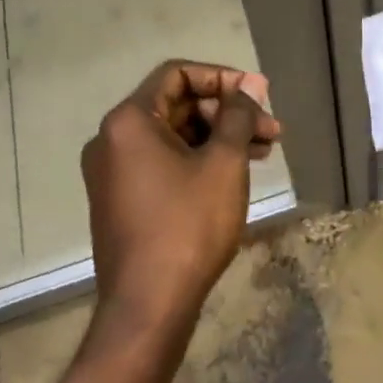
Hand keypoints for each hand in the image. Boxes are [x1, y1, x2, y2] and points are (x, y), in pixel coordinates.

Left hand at [81, 61, 280, 336]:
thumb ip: (238, 115)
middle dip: (227, 112)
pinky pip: (163, 161)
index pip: (178, 74)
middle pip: (177, 104)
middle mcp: (112, 139)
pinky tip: (234, 172)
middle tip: (269, 129)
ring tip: (264, 150)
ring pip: (174, 135)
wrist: (147, 308)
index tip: (258, 95)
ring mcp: (113, 172)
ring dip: (218, 136)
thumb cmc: (188, 226)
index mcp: (130, 121)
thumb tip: (250, 84)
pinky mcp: (121, 199)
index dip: (222, 78)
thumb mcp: (223, 163)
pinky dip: (198, 159)